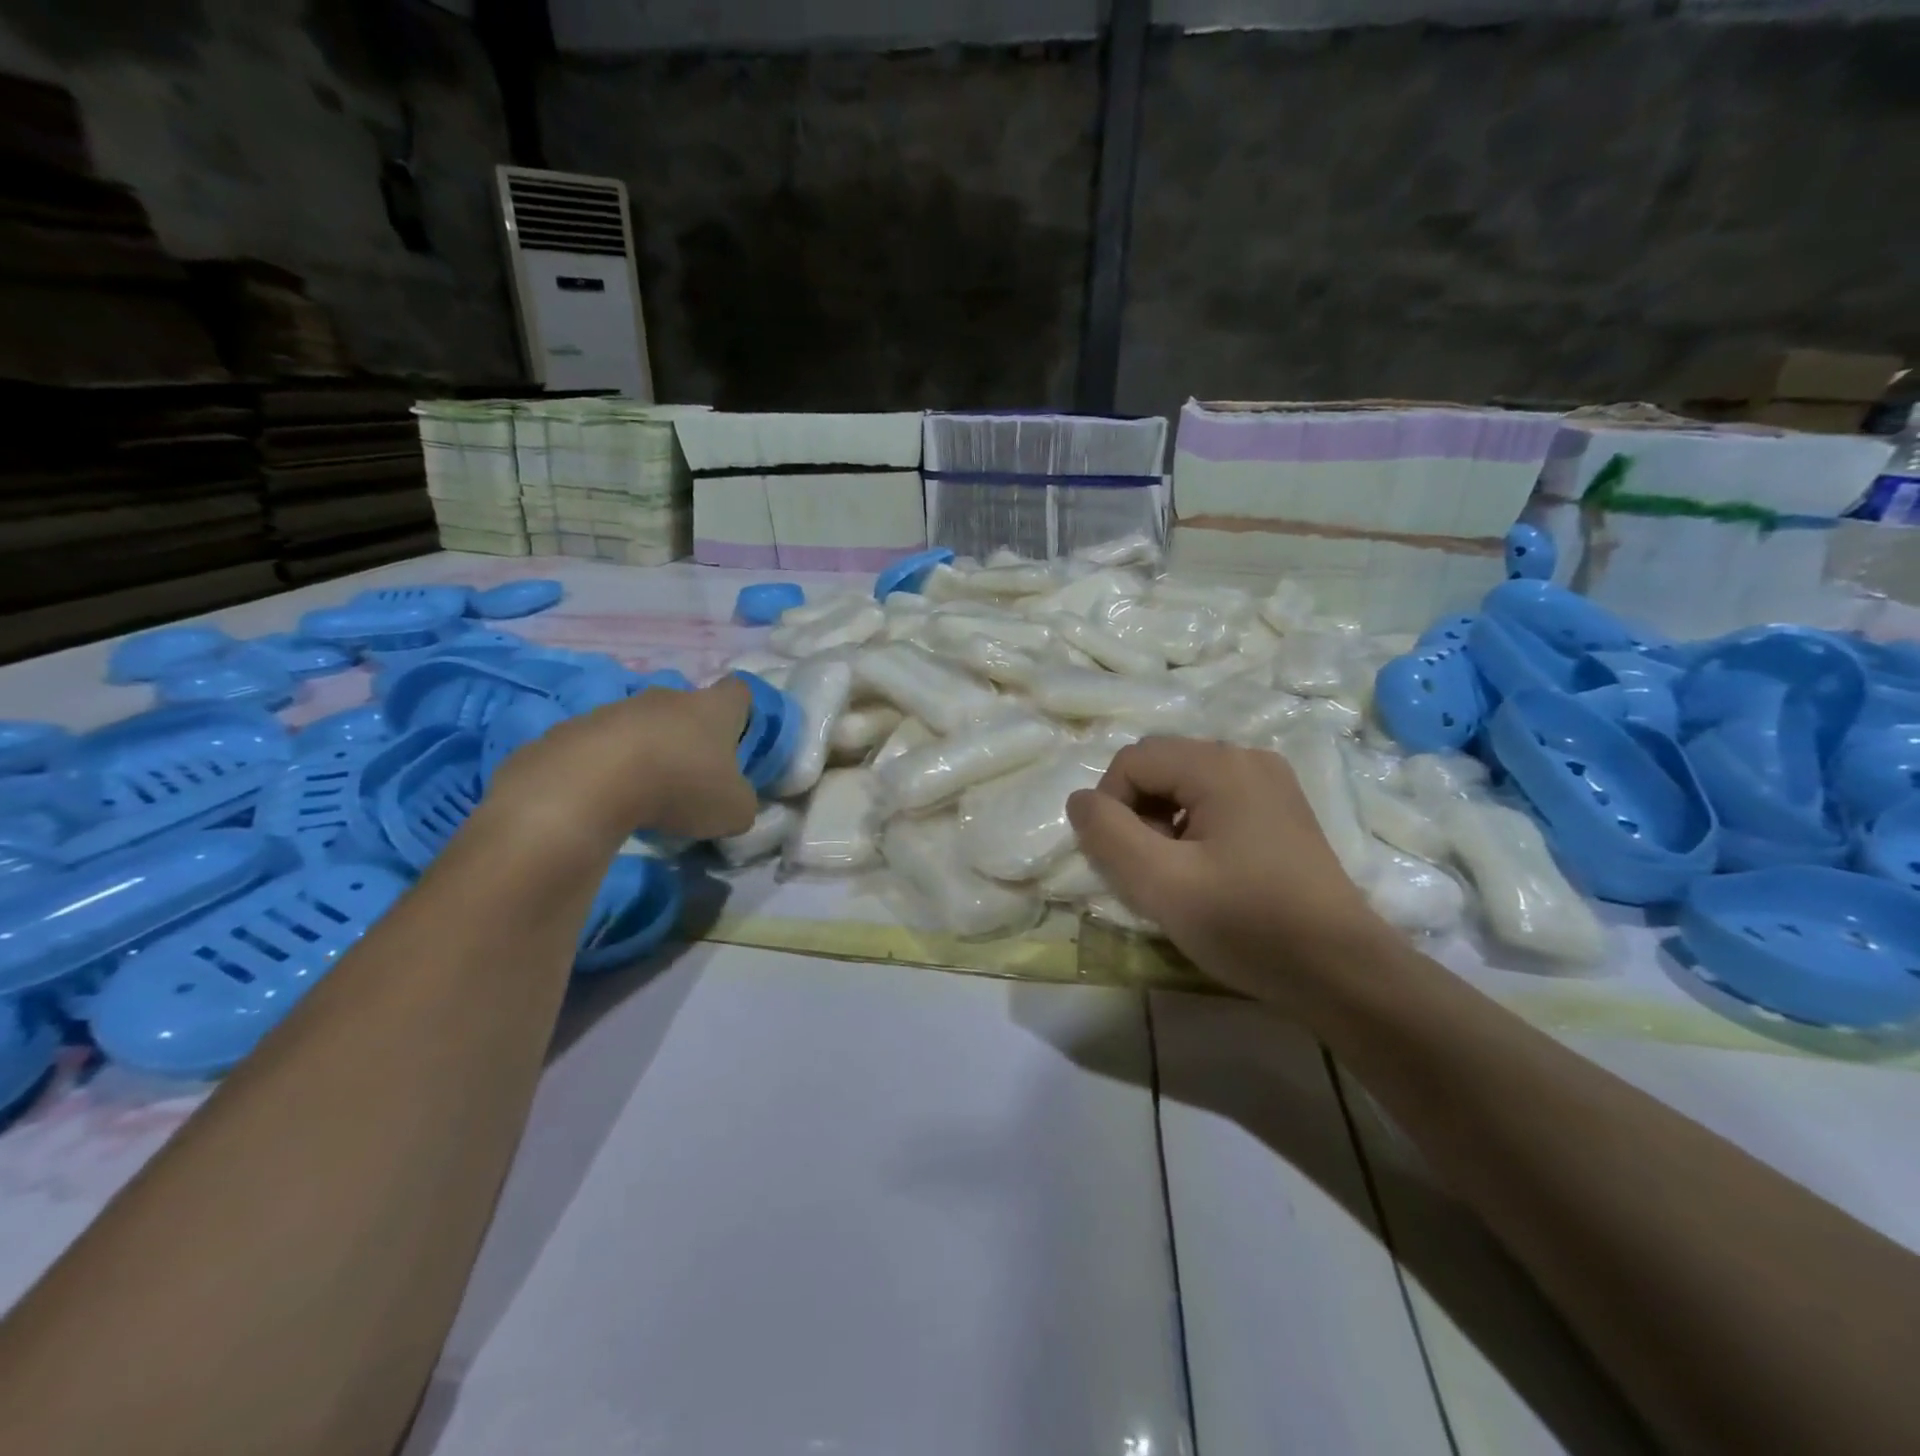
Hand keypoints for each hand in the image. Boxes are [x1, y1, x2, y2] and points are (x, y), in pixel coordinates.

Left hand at [489, 678, 758, 841]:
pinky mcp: (575, 728)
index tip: (737, 737)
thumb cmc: (680, 786)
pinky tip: (606, 797)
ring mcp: (618, 709)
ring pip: (643, 725)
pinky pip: (602, 744)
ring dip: (648, 750)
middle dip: (690, 736)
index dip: (741, 711)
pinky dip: (608, 766)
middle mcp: (668, 697)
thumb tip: (735, 800)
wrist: (589, 783)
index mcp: (714, 708)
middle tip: (693, 776)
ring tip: (645, 793)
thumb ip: (741, 801)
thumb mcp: (733, 809)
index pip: (738, 690)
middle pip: (687, 707)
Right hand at [1066, 736, 1385, 1001]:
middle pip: (1160, 766)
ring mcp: (1271, 782)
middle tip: (1150, 870)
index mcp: (1220, 765)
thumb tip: (1080, 800)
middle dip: (1137, 813)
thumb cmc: (1247, 925)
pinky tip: (1209, 872)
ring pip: (1185, 785)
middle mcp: (1247, 758)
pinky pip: (1215, 801)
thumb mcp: (1160, 883)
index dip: (1110, 806)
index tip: (1123, 861)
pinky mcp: (1283, 810)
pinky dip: (1193, 828)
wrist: (1343, 972)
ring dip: (1163, 823)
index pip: (1132, 760)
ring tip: (1178, 875)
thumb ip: (1107, 834)